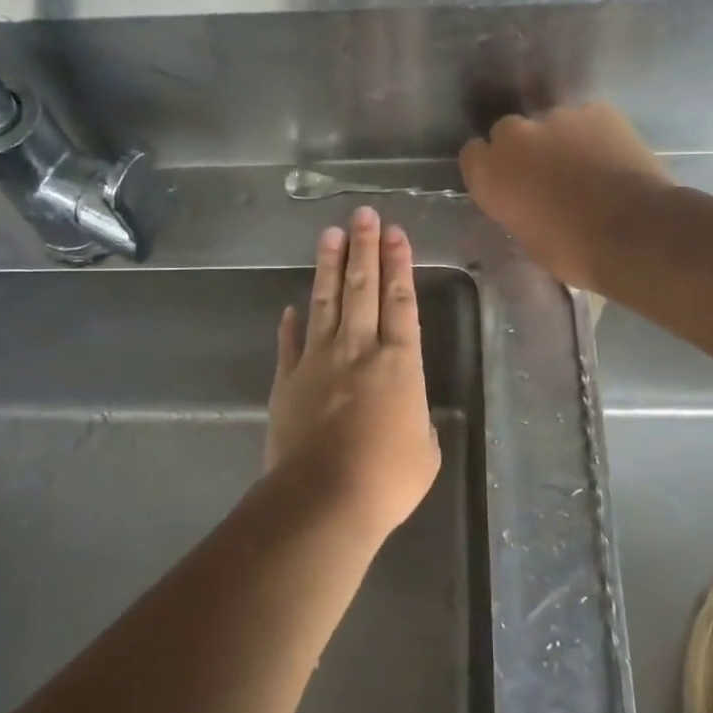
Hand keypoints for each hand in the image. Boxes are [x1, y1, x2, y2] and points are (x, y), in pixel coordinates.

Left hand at [265, 207, 439, 539]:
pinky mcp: (288, 381)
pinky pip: (289, 344)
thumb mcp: (425, 451)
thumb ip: (417, 421)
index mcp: (398, 362)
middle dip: (364, 248)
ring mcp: (318, 361)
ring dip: (329, 267)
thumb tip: (407, 411)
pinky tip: (289, 306)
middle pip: (362, 288)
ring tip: (329, 234)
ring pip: (325, 303)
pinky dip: (290, 324)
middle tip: (362, 214)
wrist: (324, 498)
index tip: (395, 232)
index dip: (399, 264)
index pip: (400, 300)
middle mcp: (358, 349)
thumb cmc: (387, 478)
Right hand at [459, 103, 673, 291]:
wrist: (635, 232)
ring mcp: (558, 117)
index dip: (490, 167)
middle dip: (523, 149)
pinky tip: (611, 158)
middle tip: (546, 174)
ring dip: (560, 141)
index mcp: (490, 173)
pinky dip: (594, 135)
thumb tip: (525, 199)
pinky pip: (587, 120)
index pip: (472, 155)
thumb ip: (516, 206)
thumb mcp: (527, 237)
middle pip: (508, 132)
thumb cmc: (574, 251)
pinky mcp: (597, 110)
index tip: (506, 183)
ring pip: (551, 124)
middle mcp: (516, 136)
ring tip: (586, 167)